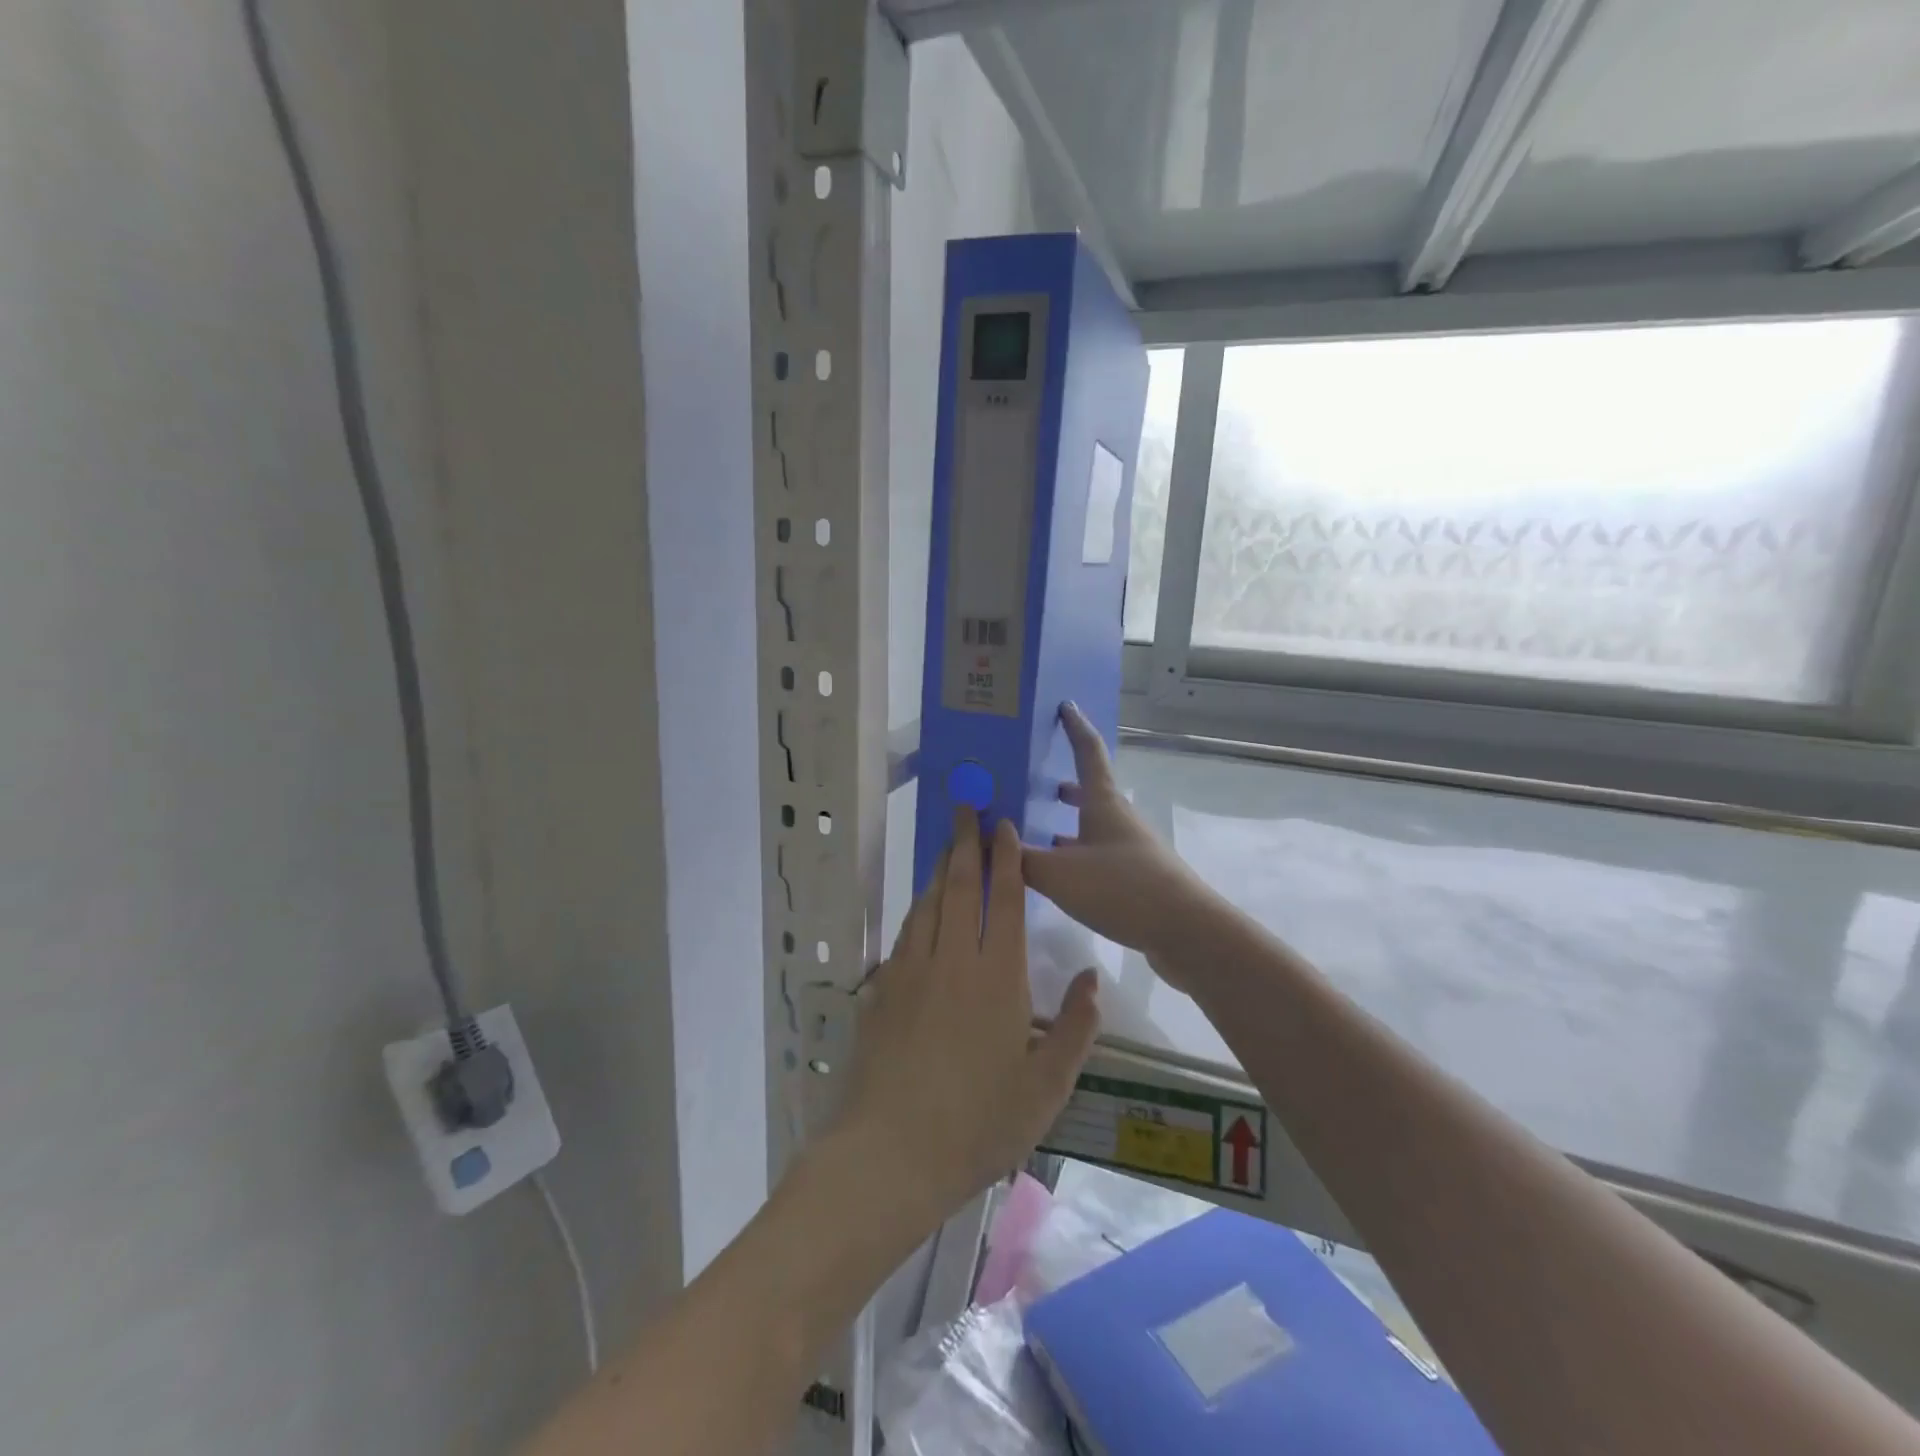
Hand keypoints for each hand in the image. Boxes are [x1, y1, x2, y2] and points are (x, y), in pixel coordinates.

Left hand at [836, 809, 1099, 1231]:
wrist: (890, 1152)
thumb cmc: (979, 1123)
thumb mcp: (1046, 1086)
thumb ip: (1075, 1027)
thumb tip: (1092, 979)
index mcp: (997, 976)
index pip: (1002, 899)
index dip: (1005, 859)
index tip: (1004, 827)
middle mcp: (952, 959)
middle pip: (959, 886)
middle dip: (966, 842)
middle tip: (967, 807)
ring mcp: (912, 970)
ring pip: (928, 903)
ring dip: (941, 868)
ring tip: (948, 843)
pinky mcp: (883, 990)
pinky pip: (906, 932)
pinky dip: (918, 907)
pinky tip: (922, 906)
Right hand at [1022, 703, 1216, 984]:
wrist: (1185, 931)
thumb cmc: (1121, 887)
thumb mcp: (1058, 873)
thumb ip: (1018, 858)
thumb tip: (982, 843)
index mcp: (1103, 803)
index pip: (1088, 751)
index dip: (1075, 727)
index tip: (1065, 706)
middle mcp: (1118, 820)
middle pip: (1091, 791)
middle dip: (1065, 785)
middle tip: (1034, 783)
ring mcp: (1131, 850)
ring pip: (1093, 827)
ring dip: (1068, 824)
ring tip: (1037, 831)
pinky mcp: (1136, 879)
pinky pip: (1097, 856)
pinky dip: (1075, 856)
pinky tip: (1058, 876)